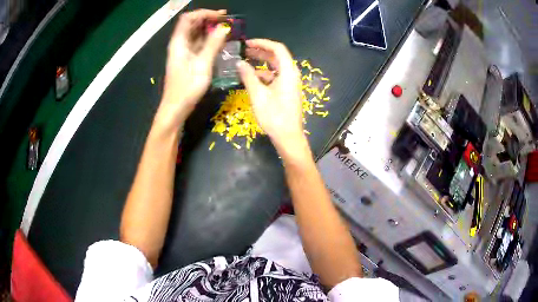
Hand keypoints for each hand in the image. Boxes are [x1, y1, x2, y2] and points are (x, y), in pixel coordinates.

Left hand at [157, 9, 229, 129]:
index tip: (221, 16)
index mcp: (179, 42)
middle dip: (208, 19)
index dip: (204, 13)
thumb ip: (213, 44)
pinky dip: (208, 39)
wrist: (175, 109)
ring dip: (209, 29)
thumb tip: (224, 27)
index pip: (188, 18)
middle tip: (227, 21)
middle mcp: (179, 44)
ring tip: (226, 29)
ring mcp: (183, 52)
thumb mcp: (202, 65)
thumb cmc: (187, 89)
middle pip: (192, 24)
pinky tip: (219, 42)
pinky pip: (198, 43)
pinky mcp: (187, 59)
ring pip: (195, 33)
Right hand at [238, 39, 305, 151]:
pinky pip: (275, 77)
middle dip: (261, 51)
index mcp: (288, 71)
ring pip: (275, 67)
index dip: (262, 43)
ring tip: (245, 61)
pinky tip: (251, 77)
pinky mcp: (287, 91)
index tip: (247, 43)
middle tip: (244, 50)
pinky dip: (264, 74)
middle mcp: (291, 74)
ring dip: (261, 63)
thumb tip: (239, 63)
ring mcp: (290, 83)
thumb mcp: (258, 95)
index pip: (277, 48)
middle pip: (277, 56)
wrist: (288, 137)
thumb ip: (248, 76)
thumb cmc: (274, 116)